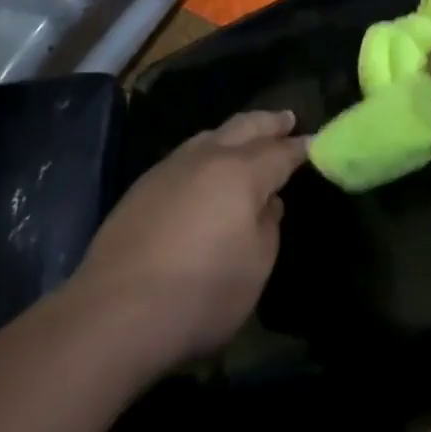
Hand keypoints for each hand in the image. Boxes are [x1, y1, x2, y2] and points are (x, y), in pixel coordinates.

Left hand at [72, 110, 307, 368]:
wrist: (115, 312)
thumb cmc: (200, 294)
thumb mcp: (255, 268)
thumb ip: (267, 227)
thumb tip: (267, 202)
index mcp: (242, 172)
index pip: (280, 152)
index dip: (300, 147)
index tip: (315, 141)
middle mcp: (207, 157)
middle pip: (244, 127)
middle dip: (269, 122)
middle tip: (286, 119)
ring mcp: (171, 167)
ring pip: (211, 135)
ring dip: (234, 133)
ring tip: (247, 137)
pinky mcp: (143, 186)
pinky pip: (186, 155)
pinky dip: (207, 151)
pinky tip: (205, 168)